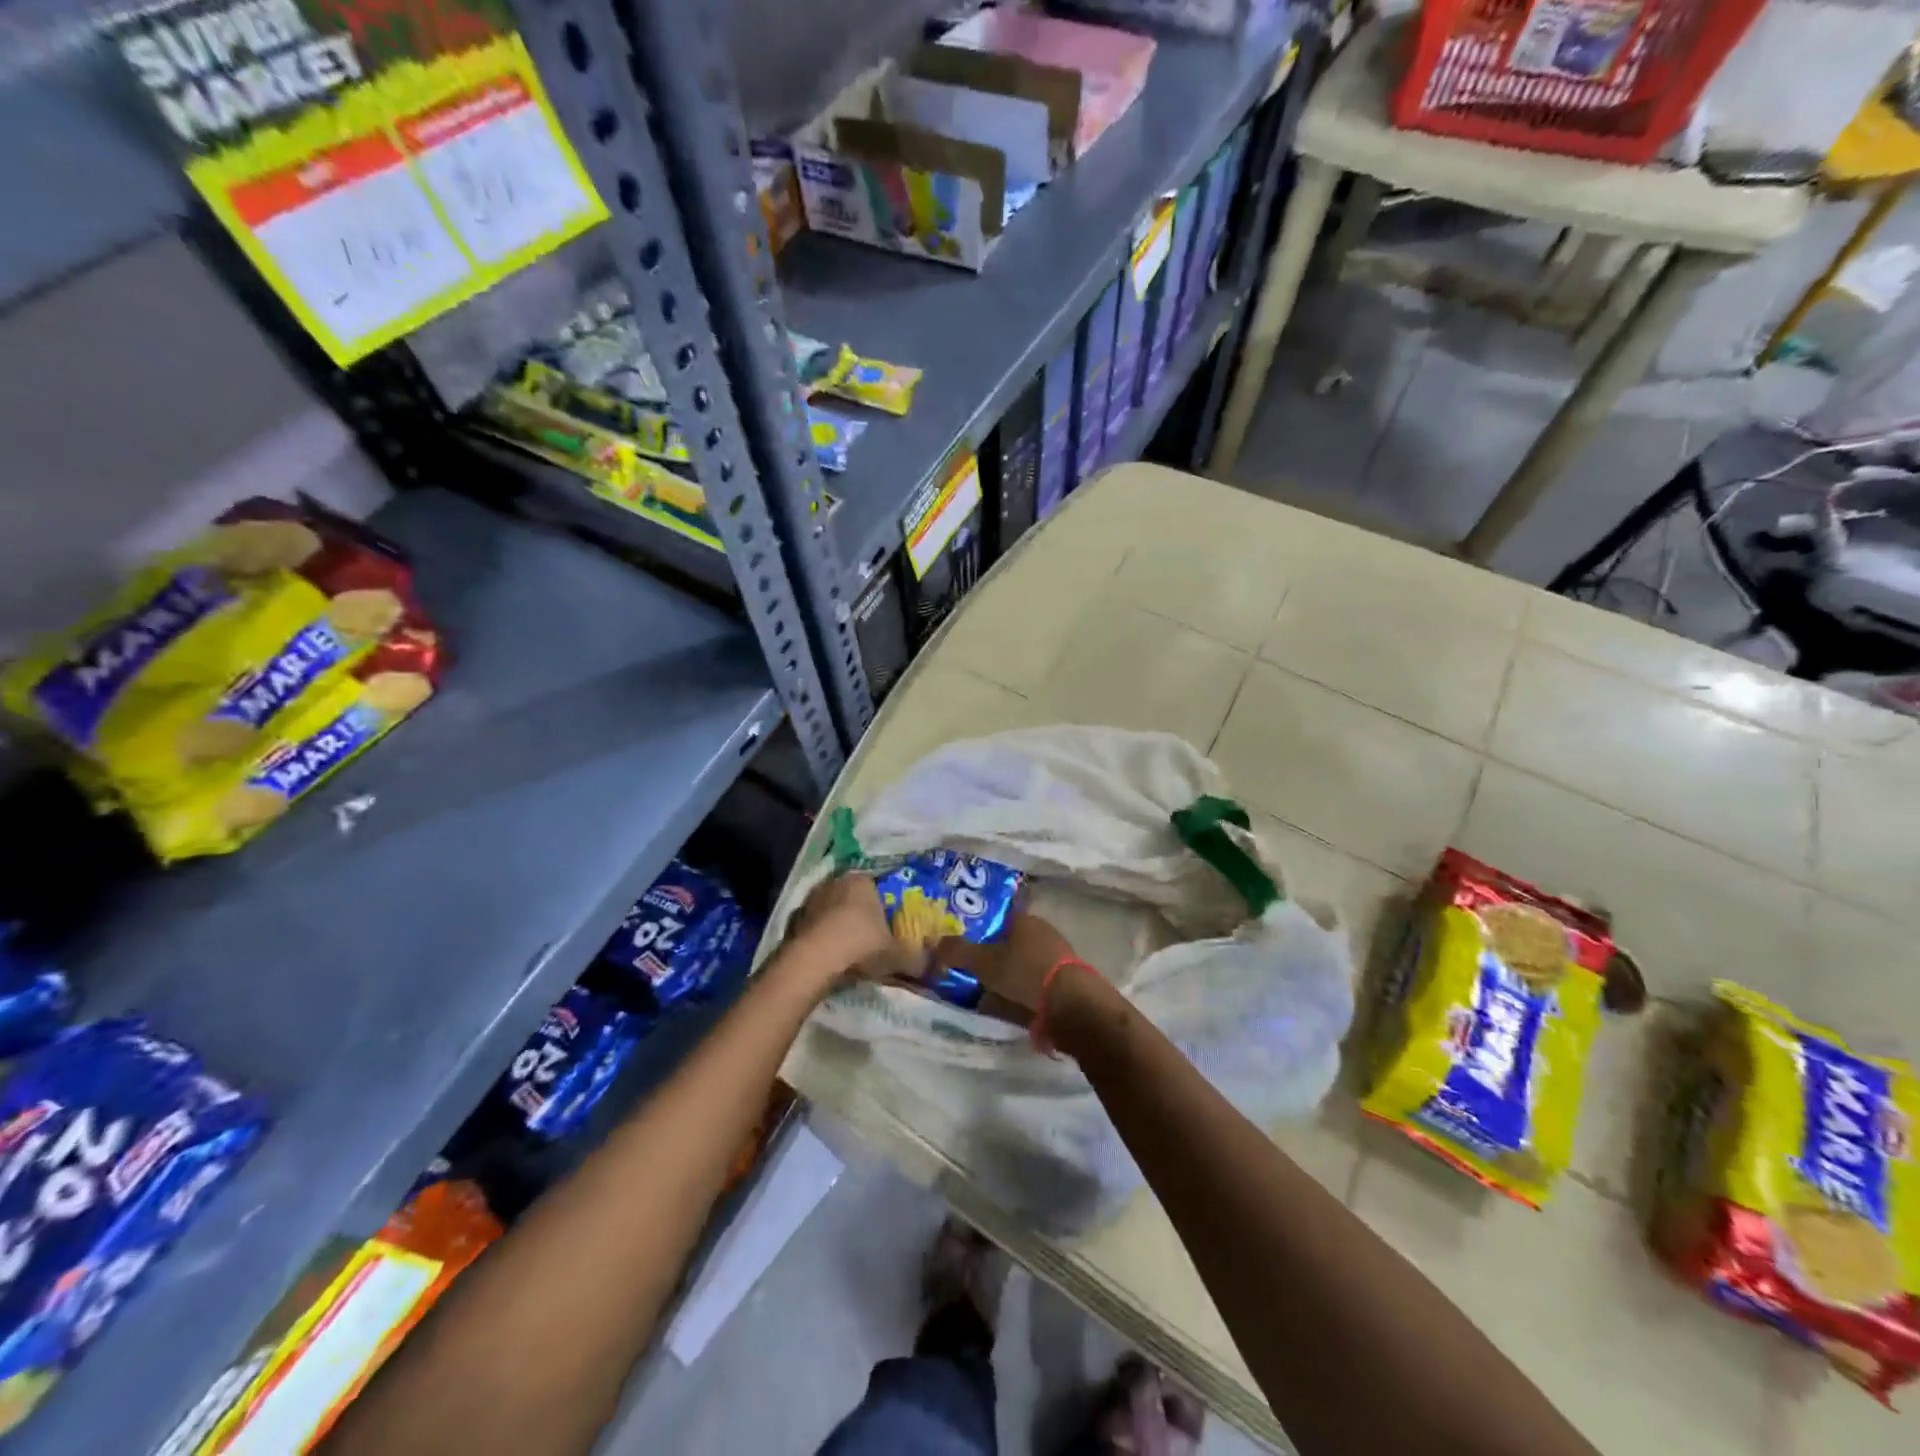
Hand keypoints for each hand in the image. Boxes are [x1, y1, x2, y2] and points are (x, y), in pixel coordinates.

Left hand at [781, 873, 915, 993]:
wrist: (814, 960)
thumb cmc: (861, 945)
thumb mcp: (897, 955)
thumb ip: (916, 958)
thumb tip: (931, 966)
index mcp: (862, 881)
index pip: (878, 888)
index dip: (885, 908)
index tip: (889, 927)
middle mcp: (835, 883)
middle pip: (852, 899)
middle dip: (861, 916)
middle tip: (871, 939)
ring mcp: (811, 900)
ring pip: (831, 912)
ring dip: (838, 927)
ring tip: (849, 952)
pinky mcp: (793, 920)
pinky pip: (814, 928)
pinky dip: (821, 939)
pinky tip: (829, 958)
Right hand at [927, 912, 1094, 1024]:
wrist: (1071, 1004)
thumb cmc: (1024, 972)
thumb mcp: (983, 962)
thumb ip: (958, 951)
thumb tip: (935, 943)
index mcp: (1024, 919)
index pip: (997, 918)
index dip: (979, 931)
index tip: (964, 948)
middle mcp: (1043, 932)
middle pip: (1010, 941)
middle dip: (993, 956)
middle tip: (972, 973)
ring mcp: (1057, 956)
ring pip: (1023, 963)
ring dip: (1008, 976)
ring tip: (988, 994)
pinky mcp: (1066, 980)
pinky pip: (1035, 982)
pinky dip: (1023, 991)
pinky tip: (1013, 1006)